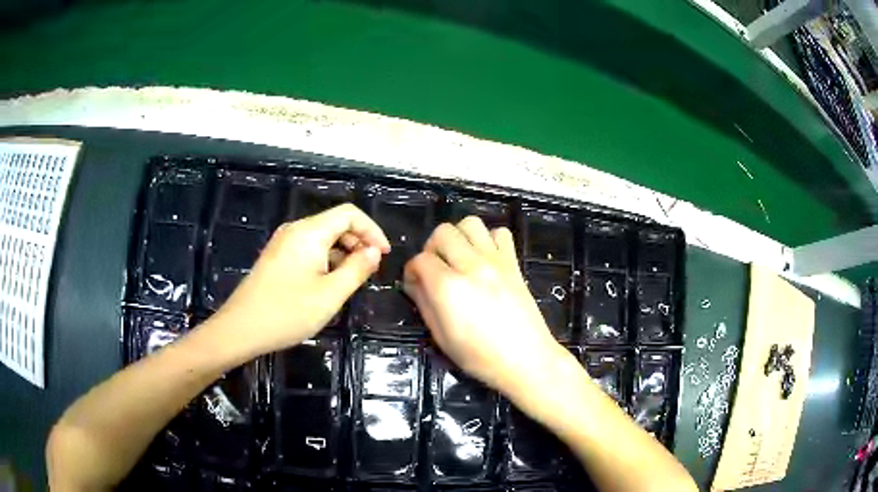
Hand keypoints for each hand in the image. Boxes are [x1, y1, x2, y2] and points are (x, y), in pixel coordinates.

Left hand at [209, 204, 389, 356]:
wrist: (241, 329)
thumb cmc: (288, 313)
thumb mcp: (330, 295)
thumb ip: (357, 269)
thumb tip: (374, 251)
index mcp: (309, 232)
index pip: (349, 214)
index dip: (372, 230)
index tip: (383, 256)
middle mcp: (295, 230)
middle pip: (335, 223)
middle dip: (358, 242)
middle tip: (371, 271)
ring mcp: (283, 243)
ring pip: (322, 237)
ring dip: (343, 252)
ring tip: (352, 280)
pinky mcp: (277, 257)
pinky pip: (308, 248)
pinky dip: (326, 259)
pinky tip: (328, 283)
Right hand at [403, 217, 570, 397]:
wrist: (527, 360)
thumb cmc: (481, 357)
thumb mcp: (442, 338)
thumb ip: (424, 304)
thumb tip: (414, 284)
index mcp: (449, 288)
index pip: (420, 260)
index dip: (412, 270)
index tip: (414, 283)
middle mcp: (471, 266)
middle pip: (443, 233)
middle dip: (431, 248)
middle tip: (435, 268)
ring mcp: (495, 261)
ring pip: (470, 224)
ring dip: (459, 237)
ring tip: (459, 258)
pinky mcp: (514, 263)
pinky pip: (500, 233)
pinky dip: (489, 239)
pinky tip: (485, 259)